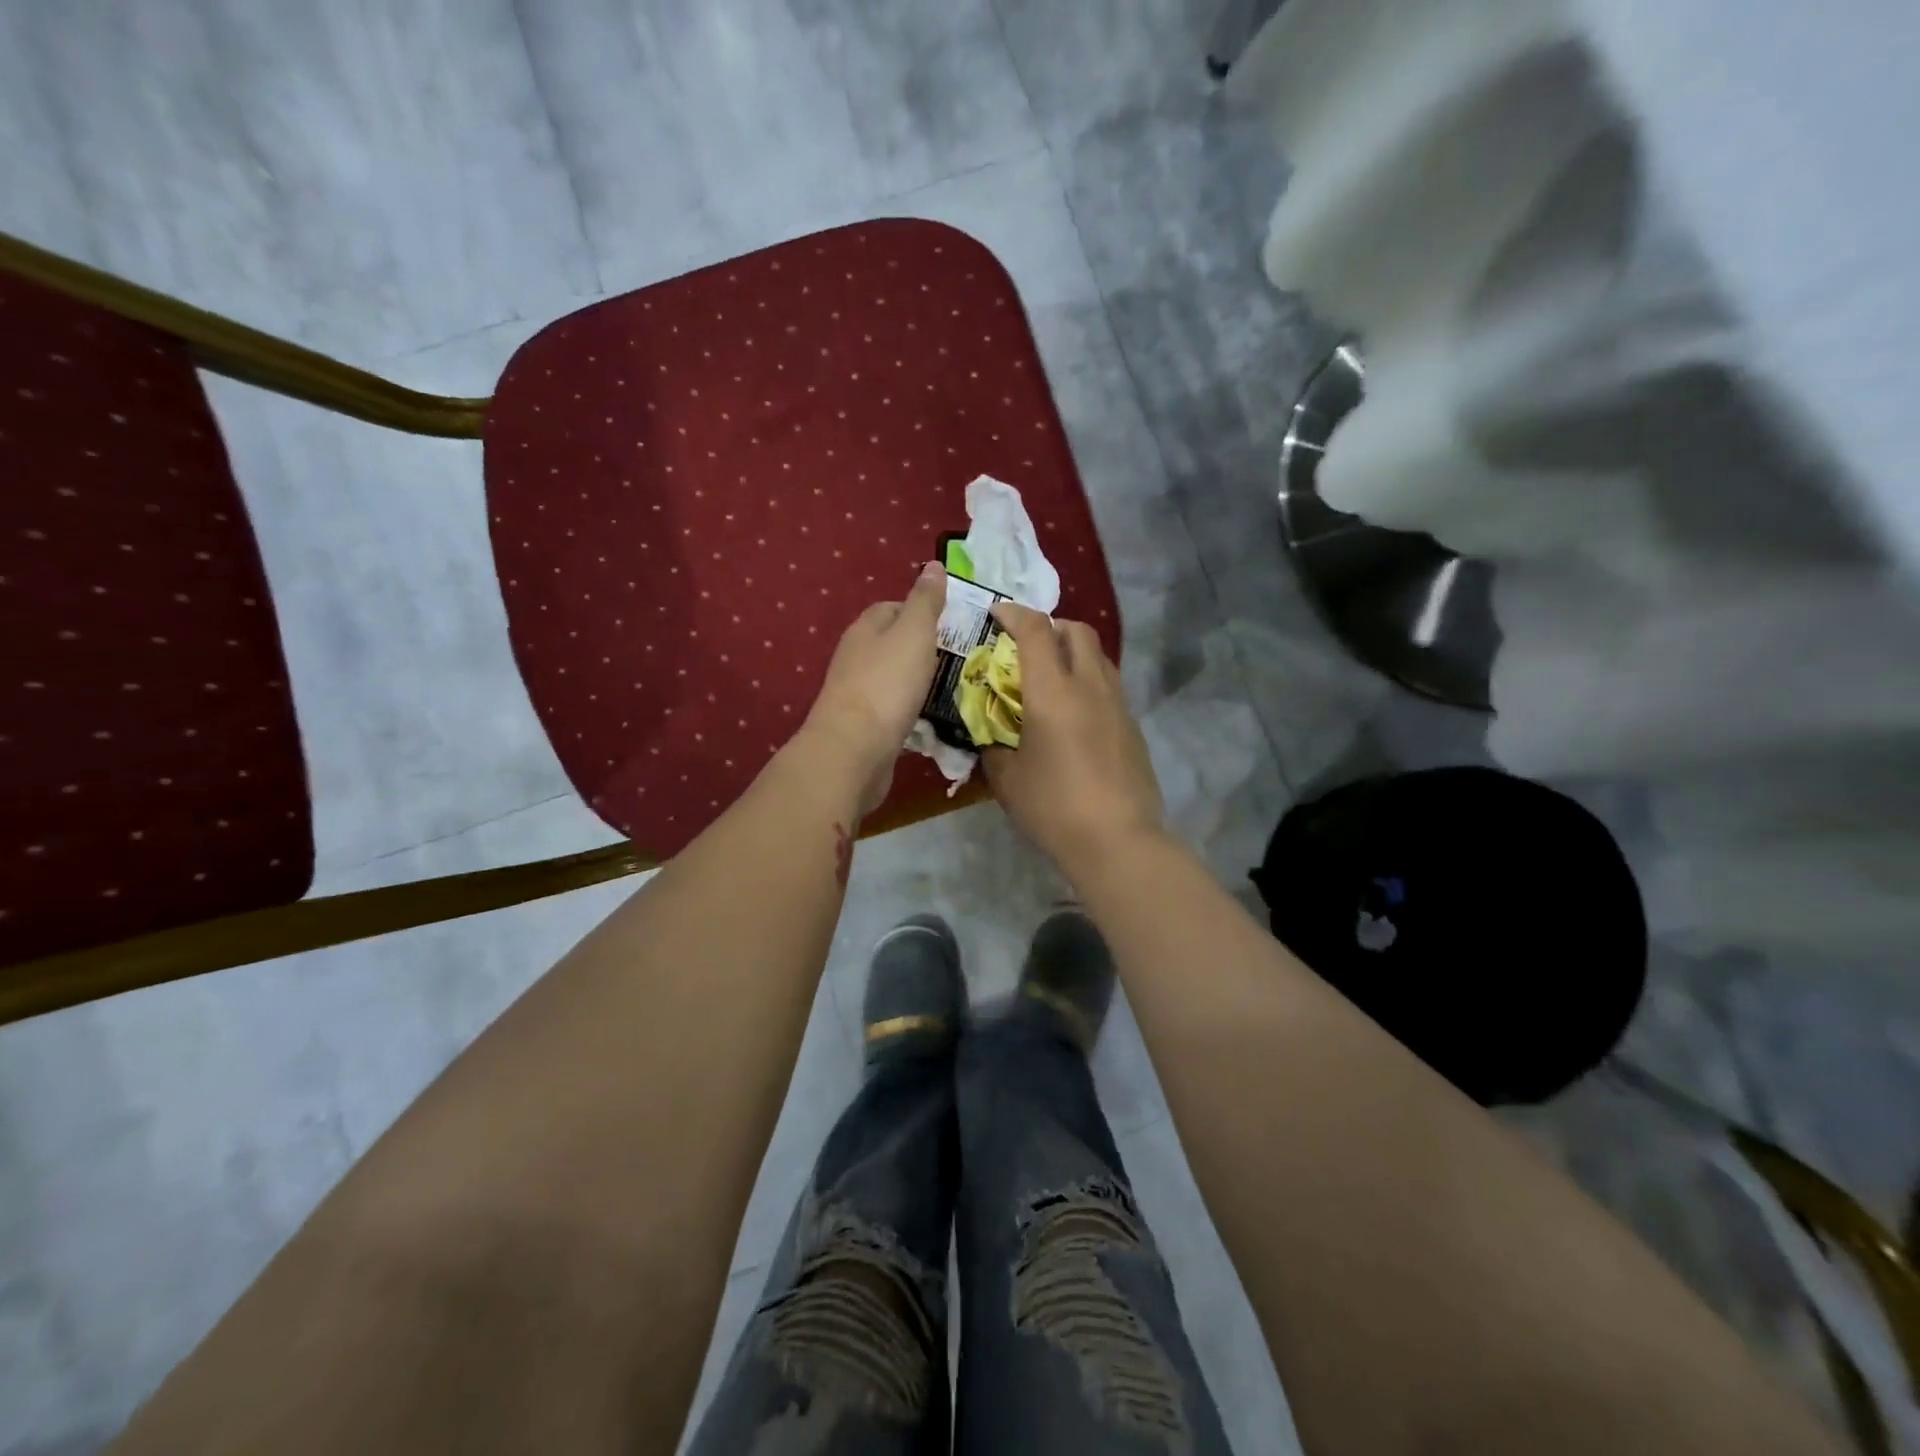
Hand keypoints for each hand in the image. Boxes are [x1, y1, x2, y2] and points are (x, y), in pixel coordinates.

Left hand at [799, 561, 946, 814]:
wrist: (855, 749)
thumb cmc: (888, 683)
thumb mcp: (914, 632)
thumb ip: (925, 601)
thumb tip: (934, 566)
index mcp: (866, 628)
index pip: (893, 607)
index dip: (922, 611)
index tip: (952, 623)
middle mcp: (856, 656)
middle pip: (893, 643)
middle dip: (923, 648)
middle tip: (960, 658)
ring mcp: (857, 692)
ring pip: (893, 678)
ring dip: (918, 681)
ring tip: (951, 688)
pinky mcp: (863, 725)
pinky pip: (892, 709)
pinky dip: (911, 710)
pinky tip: (931, 719)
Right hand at [982, 603, 1163, 873]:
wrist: (1118, 840)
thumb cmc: (1054, 808)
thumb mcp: (1007, 780)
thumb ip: (993, 747)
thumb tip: (990, 736)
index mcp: (1053, 692)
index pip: (1035, 630)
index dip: (1013, 613)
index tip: (996, 613)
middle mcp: (1090, 686)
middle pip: (1077, 631)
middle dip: (1050, 625)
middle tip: (1026, 645)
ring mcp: (1118, 704)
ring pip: (1098, 655)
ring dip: (1073, 651)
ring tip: (1051, 675)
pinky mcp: (1132, 725)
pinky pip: (1109, 684)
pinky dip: (1088, 680)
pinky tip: (1074, 712)